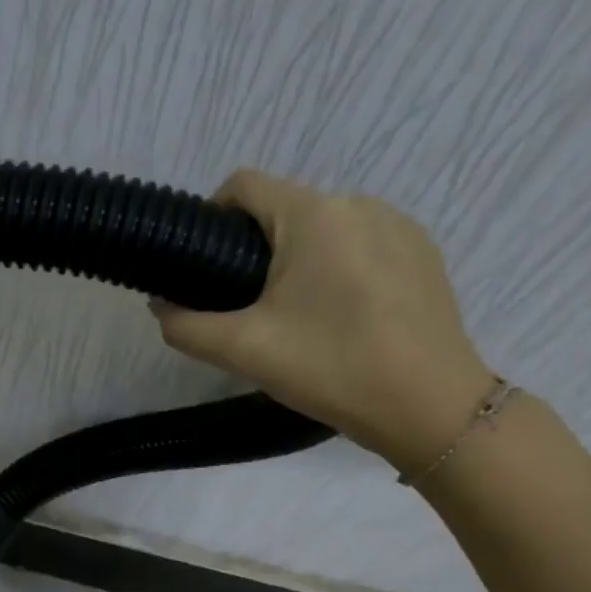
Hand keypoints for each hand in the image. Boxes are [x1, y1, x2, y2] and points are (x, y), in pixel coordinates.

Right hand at [151, 169, 496, 474]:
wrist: (429, 406)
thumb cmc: (330, 367)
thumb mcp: (241, 351)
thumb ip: (185, 325)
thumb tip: (161, 305)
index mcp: (313, 215)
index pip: (243, 185)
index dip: (210, 217)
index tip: (201, 265)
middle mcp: (358, 204)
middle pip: (282, 210)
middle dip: (253, 250)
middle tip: (244, 310)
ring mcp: (398, 226)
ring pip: (322, 230)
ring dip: (295, 261)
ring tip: (294, 319)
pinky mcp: (422, 253)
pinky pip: (359, 246)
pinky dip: (335, 271)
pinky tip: (339, 320)